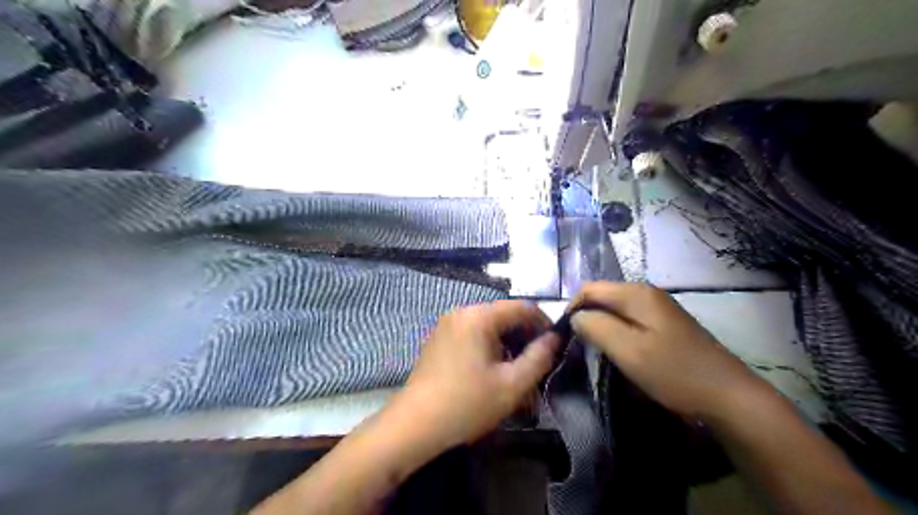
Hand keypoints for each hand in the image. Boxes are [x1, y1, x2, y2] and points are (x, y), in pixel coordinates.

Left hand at [393, 300, 558, 452]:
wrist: (415, 424)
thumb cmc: (467, 403)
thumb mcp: (512, 385)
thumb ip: (539, 358)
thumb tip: (554, 338)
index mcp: (479, 316)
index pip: (522, 307)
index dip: (543, 322)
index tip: (556, 344)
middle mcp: (461, 312)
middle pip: (503, 315)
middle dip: (524, 335)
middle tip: (538, 361)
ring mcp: (447, 325)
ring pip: (488, 325)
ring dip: (507, 342)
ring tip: (517, 369)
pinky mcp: (438, 339)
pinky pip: (472, 333)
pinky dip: (488, 345)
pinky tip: (492, 369)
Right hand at [572, 281, 768, 421]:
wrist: (728, 396)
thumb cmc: (674, 372)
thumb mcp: (628, 350)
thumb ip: (596, 327)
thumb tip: (575, 317)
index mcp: (636, 293)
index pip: (589, 289)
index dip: (573, 309)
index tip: (568, 337)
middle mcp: (647, 293)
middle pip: (603, 297)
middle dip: (588, 318)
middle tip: (582, 347)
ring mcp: (659, 308)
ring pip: (616, 310)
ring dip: (603, 327)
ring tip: (599, 352)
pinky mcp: (666, 324)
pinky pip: (630, 321)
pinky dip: (619, 333)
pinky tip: (623, 353)